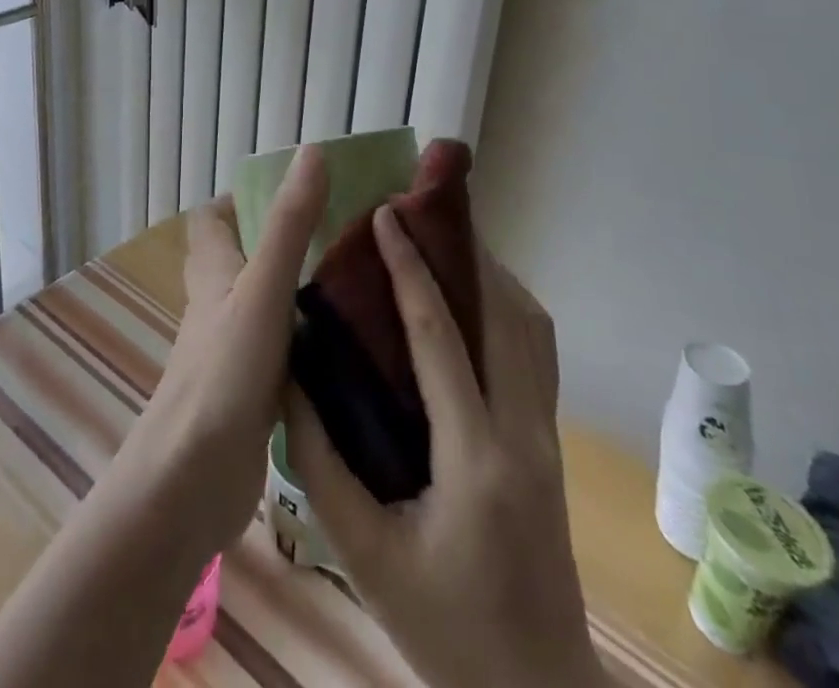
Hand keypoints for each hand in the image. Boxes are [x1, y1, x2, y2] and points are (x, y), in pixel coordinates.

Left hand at [118, 146, 326, 561]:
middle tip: (340, 237)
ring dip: (299, 291)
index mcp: (212, 271)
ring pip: (264, 304)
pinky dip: (307, 341)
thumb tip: (312, 153)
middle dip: (282, 242)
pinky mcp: (250, 393)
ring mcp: (232, 350)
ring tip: (355, 284)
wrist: (192, 482)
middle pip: (241, 258)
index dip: (241, 198)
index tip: (293, 193)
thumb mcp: (262, 289)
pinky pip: (281, 351)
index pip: (211, 218)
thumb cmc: (223, 373)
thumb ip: (289, 224)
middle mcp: (217, 304)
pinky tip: (349, 349)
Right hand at [287, 205, 602, 687]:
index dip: (410, 267)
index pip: (441, 336)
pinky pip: (535, 350)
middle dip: (461, 249)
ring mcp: (547, 435)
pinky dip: (507, 303)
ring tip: (442, 237)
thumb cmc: (444, 630)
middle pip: (503, 312)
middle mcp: (524, 432)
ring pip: (530, 326)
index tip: (385, 214)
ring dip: (489, 270)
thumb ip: (320, 461)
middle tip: (417, 208)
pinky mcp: (550, 442)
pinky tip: (472, 297)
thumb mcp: (363, 553)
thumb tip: (289, 379)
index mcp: (476, 458)